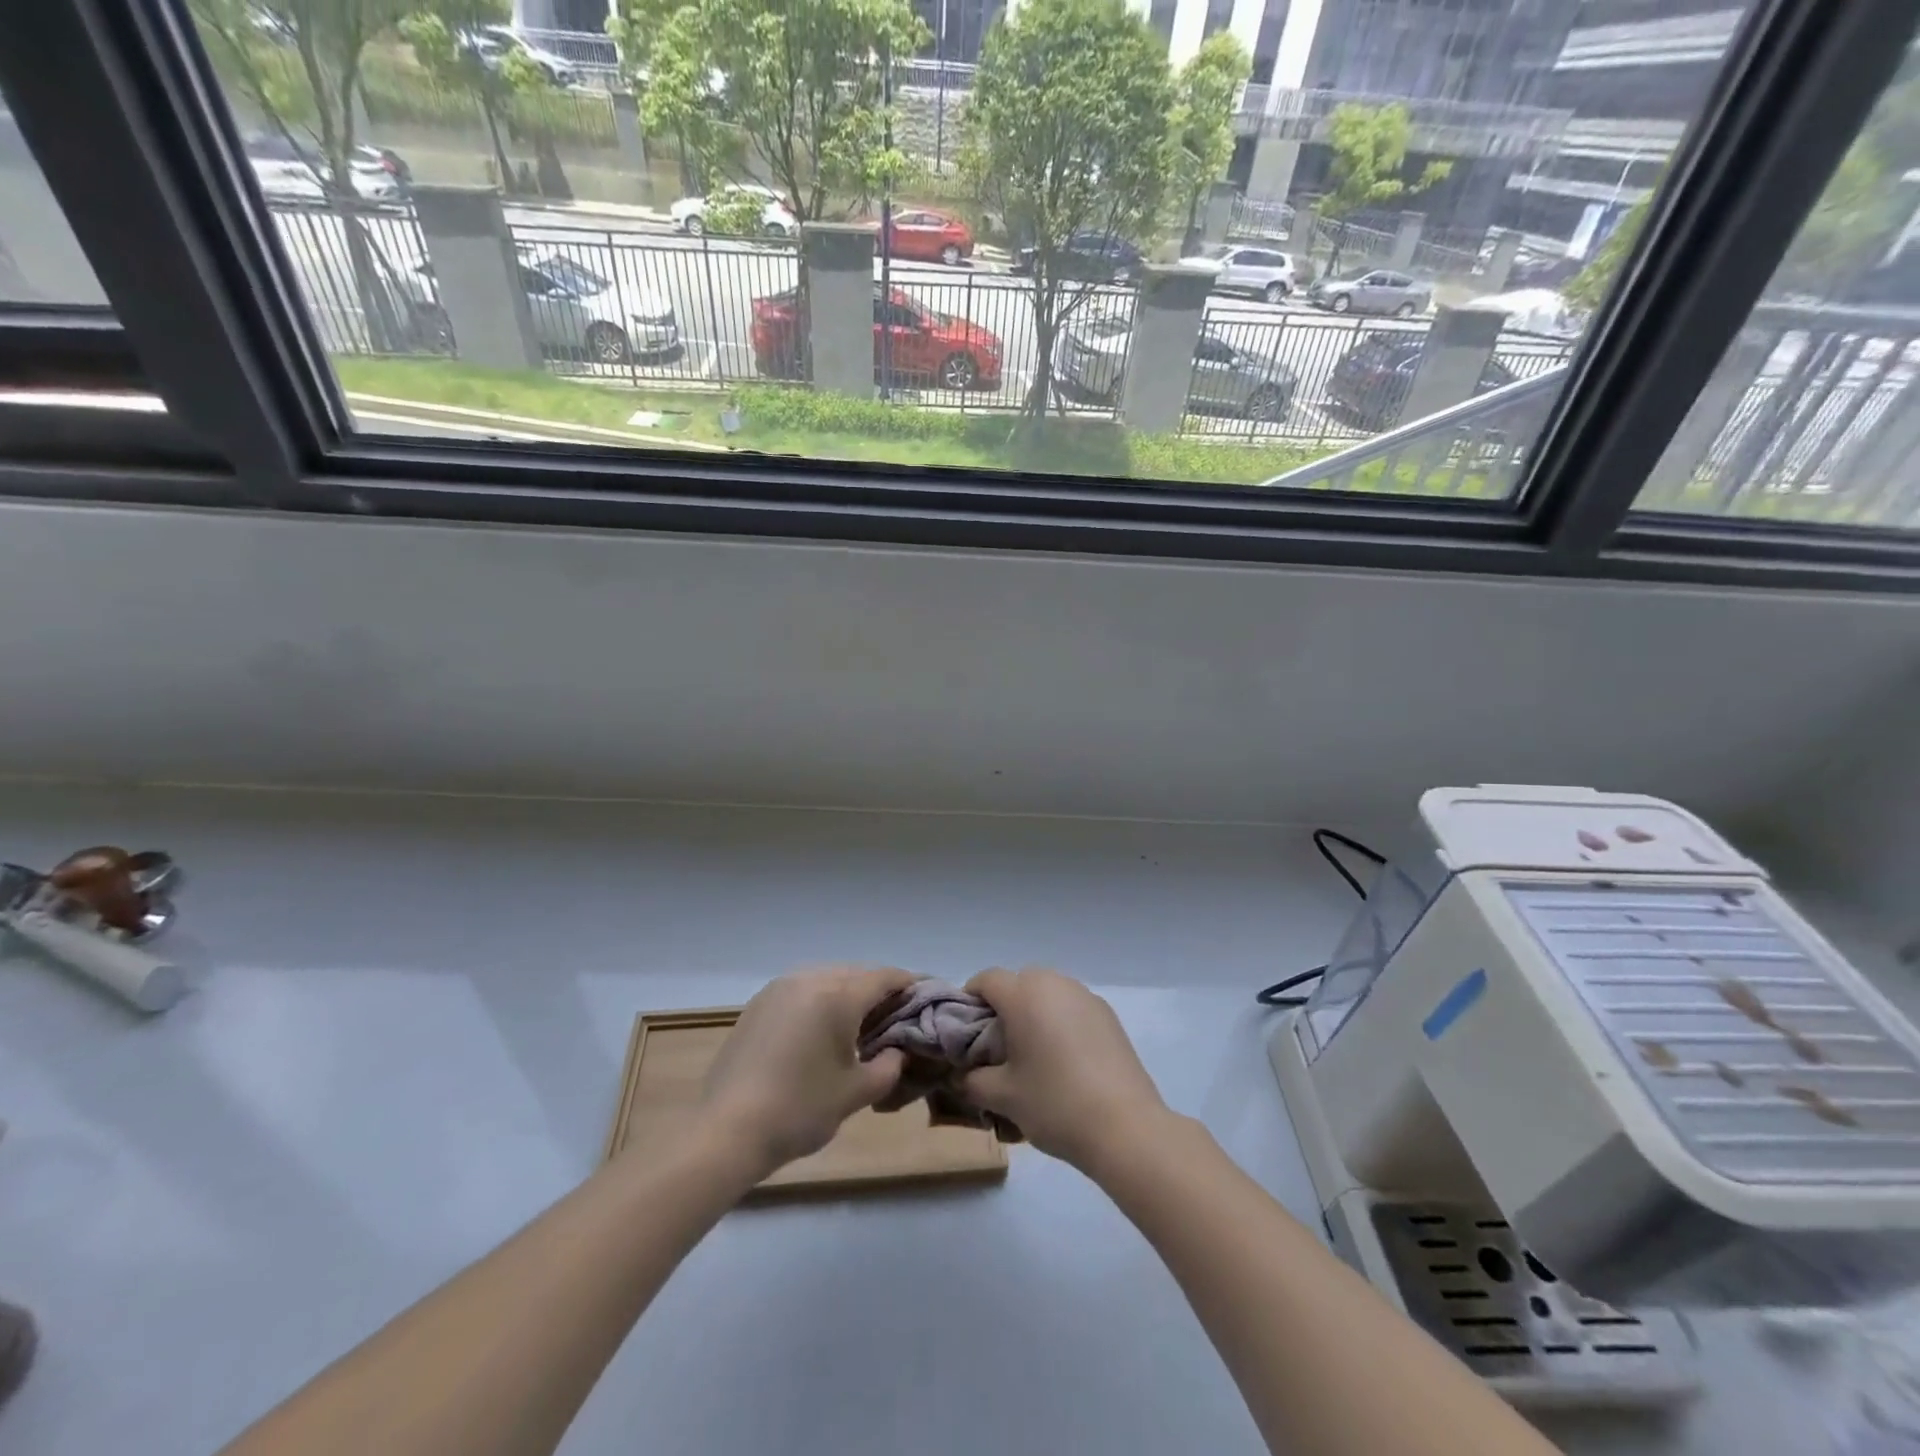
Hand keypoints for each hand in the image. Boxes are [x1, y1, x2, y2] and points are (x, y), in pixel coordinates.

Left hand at [695, 965, 914, 1178]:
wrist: (726, 1130)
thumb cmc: (799, 1110)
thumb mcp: (856, 1093)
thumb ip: (888, 1066)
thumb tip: (896, 1051)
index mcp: (838, 995)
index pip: (885, 977)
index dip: (909, 984)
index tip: (926, 995)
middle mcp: (809, 979)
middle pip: (856, 974)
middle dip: (879, 991)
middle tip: (895, 1016)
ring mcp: (779, 988)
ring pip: (827, 979)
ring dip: (848, 994)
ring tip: (860, 1024)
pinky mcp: (758, 1004)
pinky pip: (802, 991)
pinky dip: (820, 1001)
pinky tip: (822, 1030)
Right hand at [961, 967, 1168, 1171]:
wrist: (1125, 1127)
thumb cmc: (1054, 1103)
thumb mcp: (1003, 1097)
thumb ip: (972, 1081)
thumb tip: (960, 1077)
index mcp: (1024, 994)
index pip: (986, 980)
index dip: (970, 1000)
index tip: (967, 1032)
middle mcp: (1055, 984)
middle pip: (1018, 982)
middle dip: (1004, 1006)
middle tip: (999, 1046)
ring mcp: (1086, 996)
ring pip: (1048, 992)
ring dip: (1034, 1012)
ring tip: (1034, 1054)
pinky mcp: (1108, 1015)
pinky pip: (1071, 1007)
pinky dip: (1060, 1021)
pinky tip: (1065, 1060)